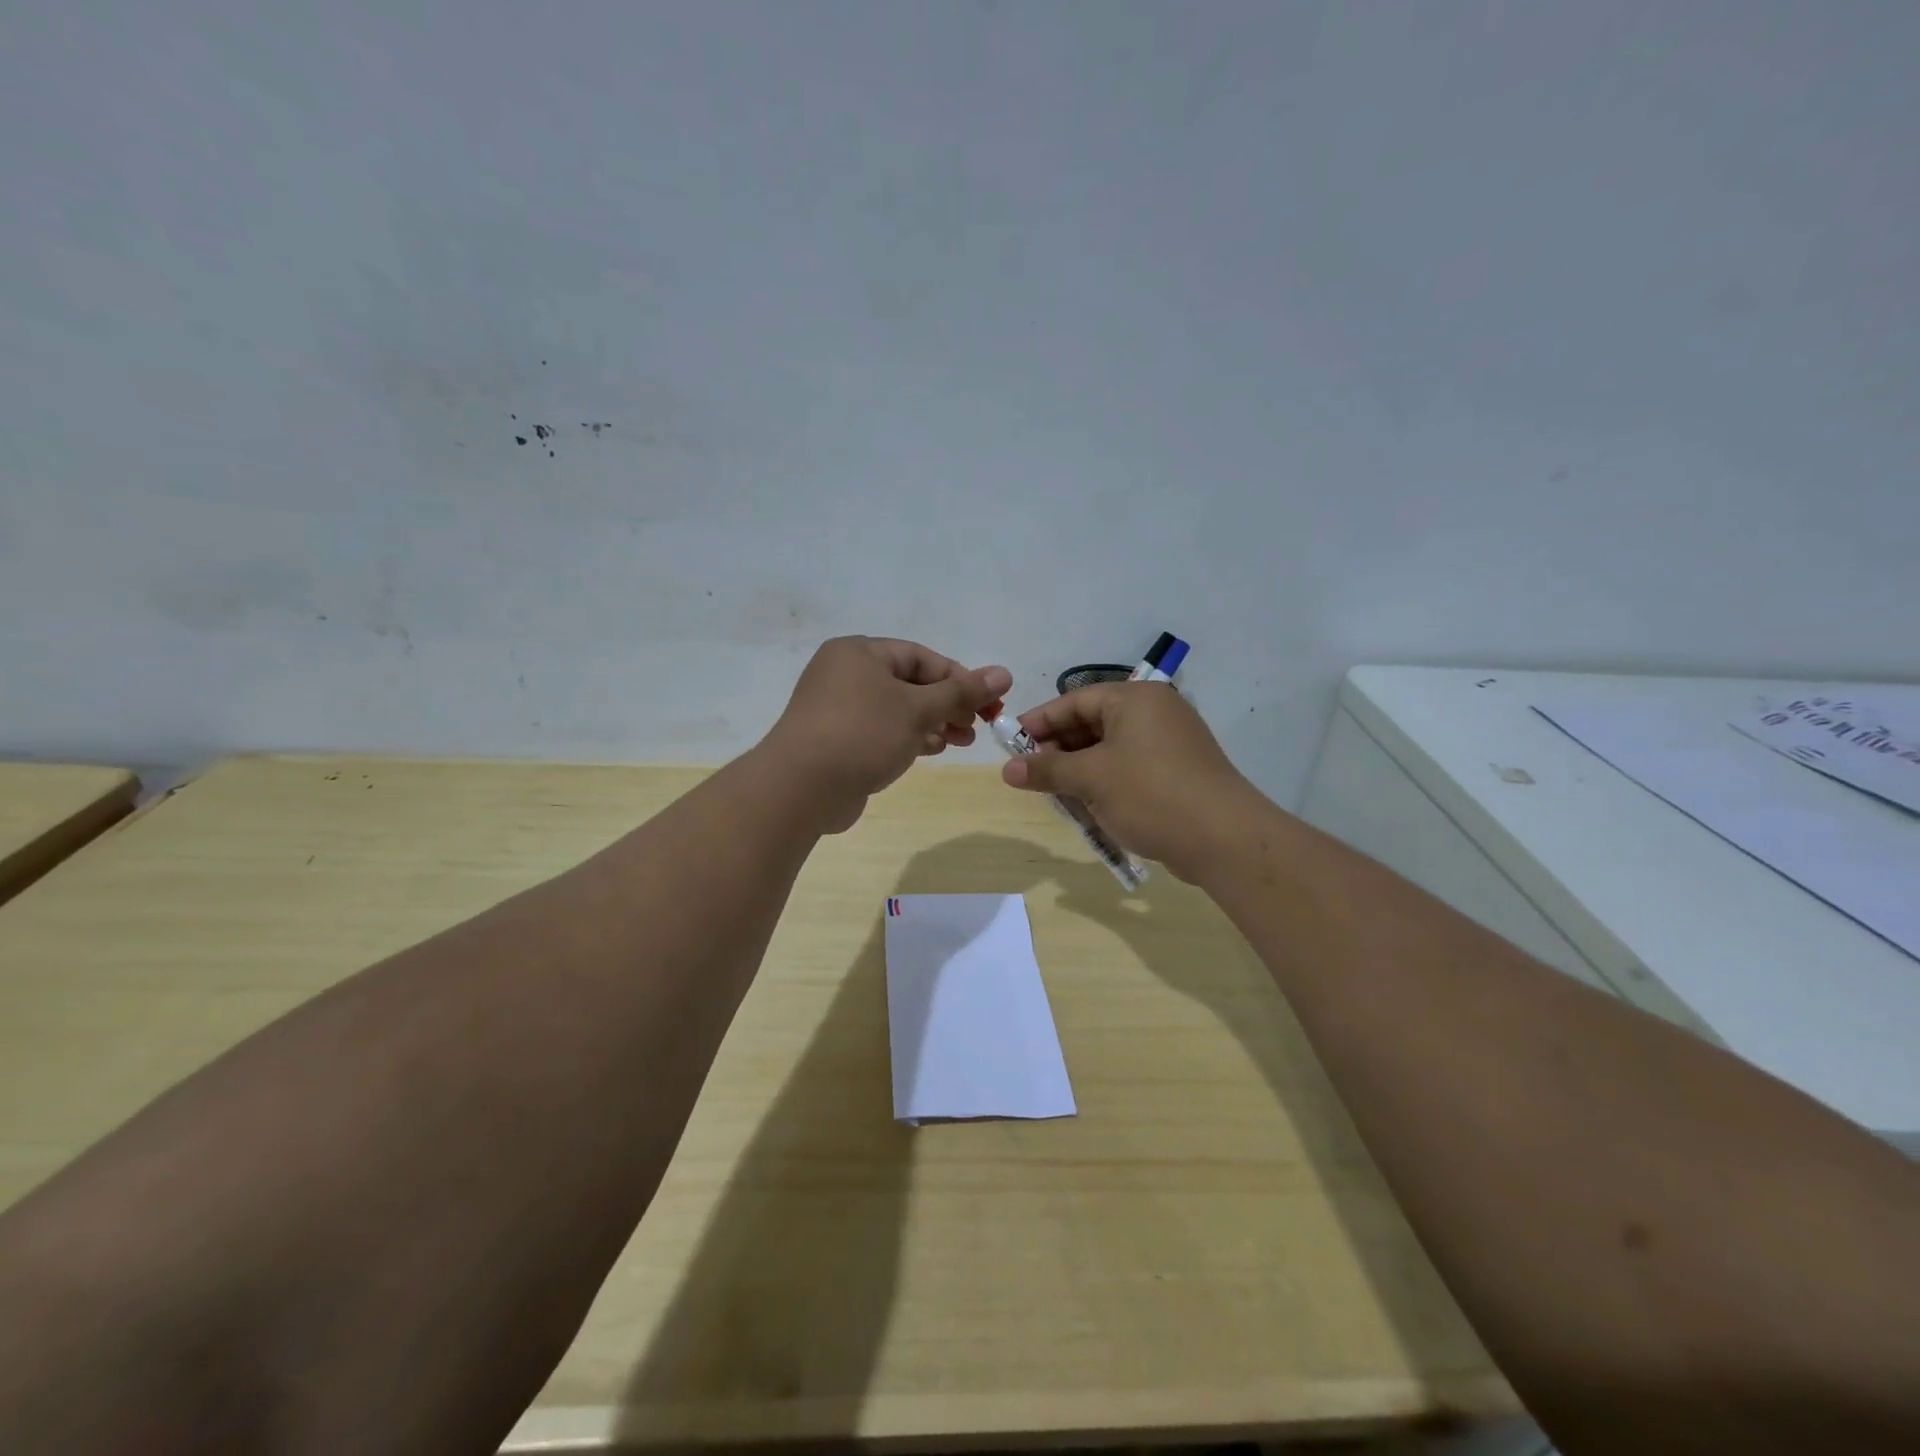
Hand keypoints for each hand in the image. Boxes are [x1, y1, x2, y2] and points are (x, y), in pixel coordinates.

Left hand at [762, 636, 1012, 833]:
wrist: (801, 788)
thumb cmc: (862, 734)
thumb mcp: (918, 709)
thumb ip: (961, 692)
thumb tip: (1004, 673)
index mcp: (859, 653)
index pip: (920, 656)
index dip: (959, 677)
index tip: (988, 702)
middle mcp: (845, 674)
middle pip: (910, 683)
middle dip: (948, 704)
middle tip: (979, 725)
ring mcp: (838, 709)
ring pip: (897, 709)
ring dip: (933, 723)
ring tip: (963, 741)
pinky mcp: (837, 740)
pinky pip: (882, 731)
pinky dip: (909, 737)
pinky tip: (934, 749)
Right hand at [1000, 682, 1255, 881]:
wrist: (1224, 838)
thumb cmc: (1150, 794)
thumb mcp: (1091, 779)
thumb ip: (1047, 770)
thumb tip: (1007, 769)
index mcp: (1134, 699)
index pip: (1074, 701)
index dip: (1039, 723)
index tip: (1009, 745)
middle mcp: (1154, 712)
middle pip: (1092, 723)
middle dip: (1058, 750)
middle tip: (1030, 774)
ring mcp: (1170, 743)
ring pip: (1109, 749)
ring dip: (1079, 770)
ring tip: (1055, 794)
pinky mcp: (1178, 772)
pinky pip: (1129, 768)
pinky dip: (1105, 782)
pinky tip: (1088, 806)